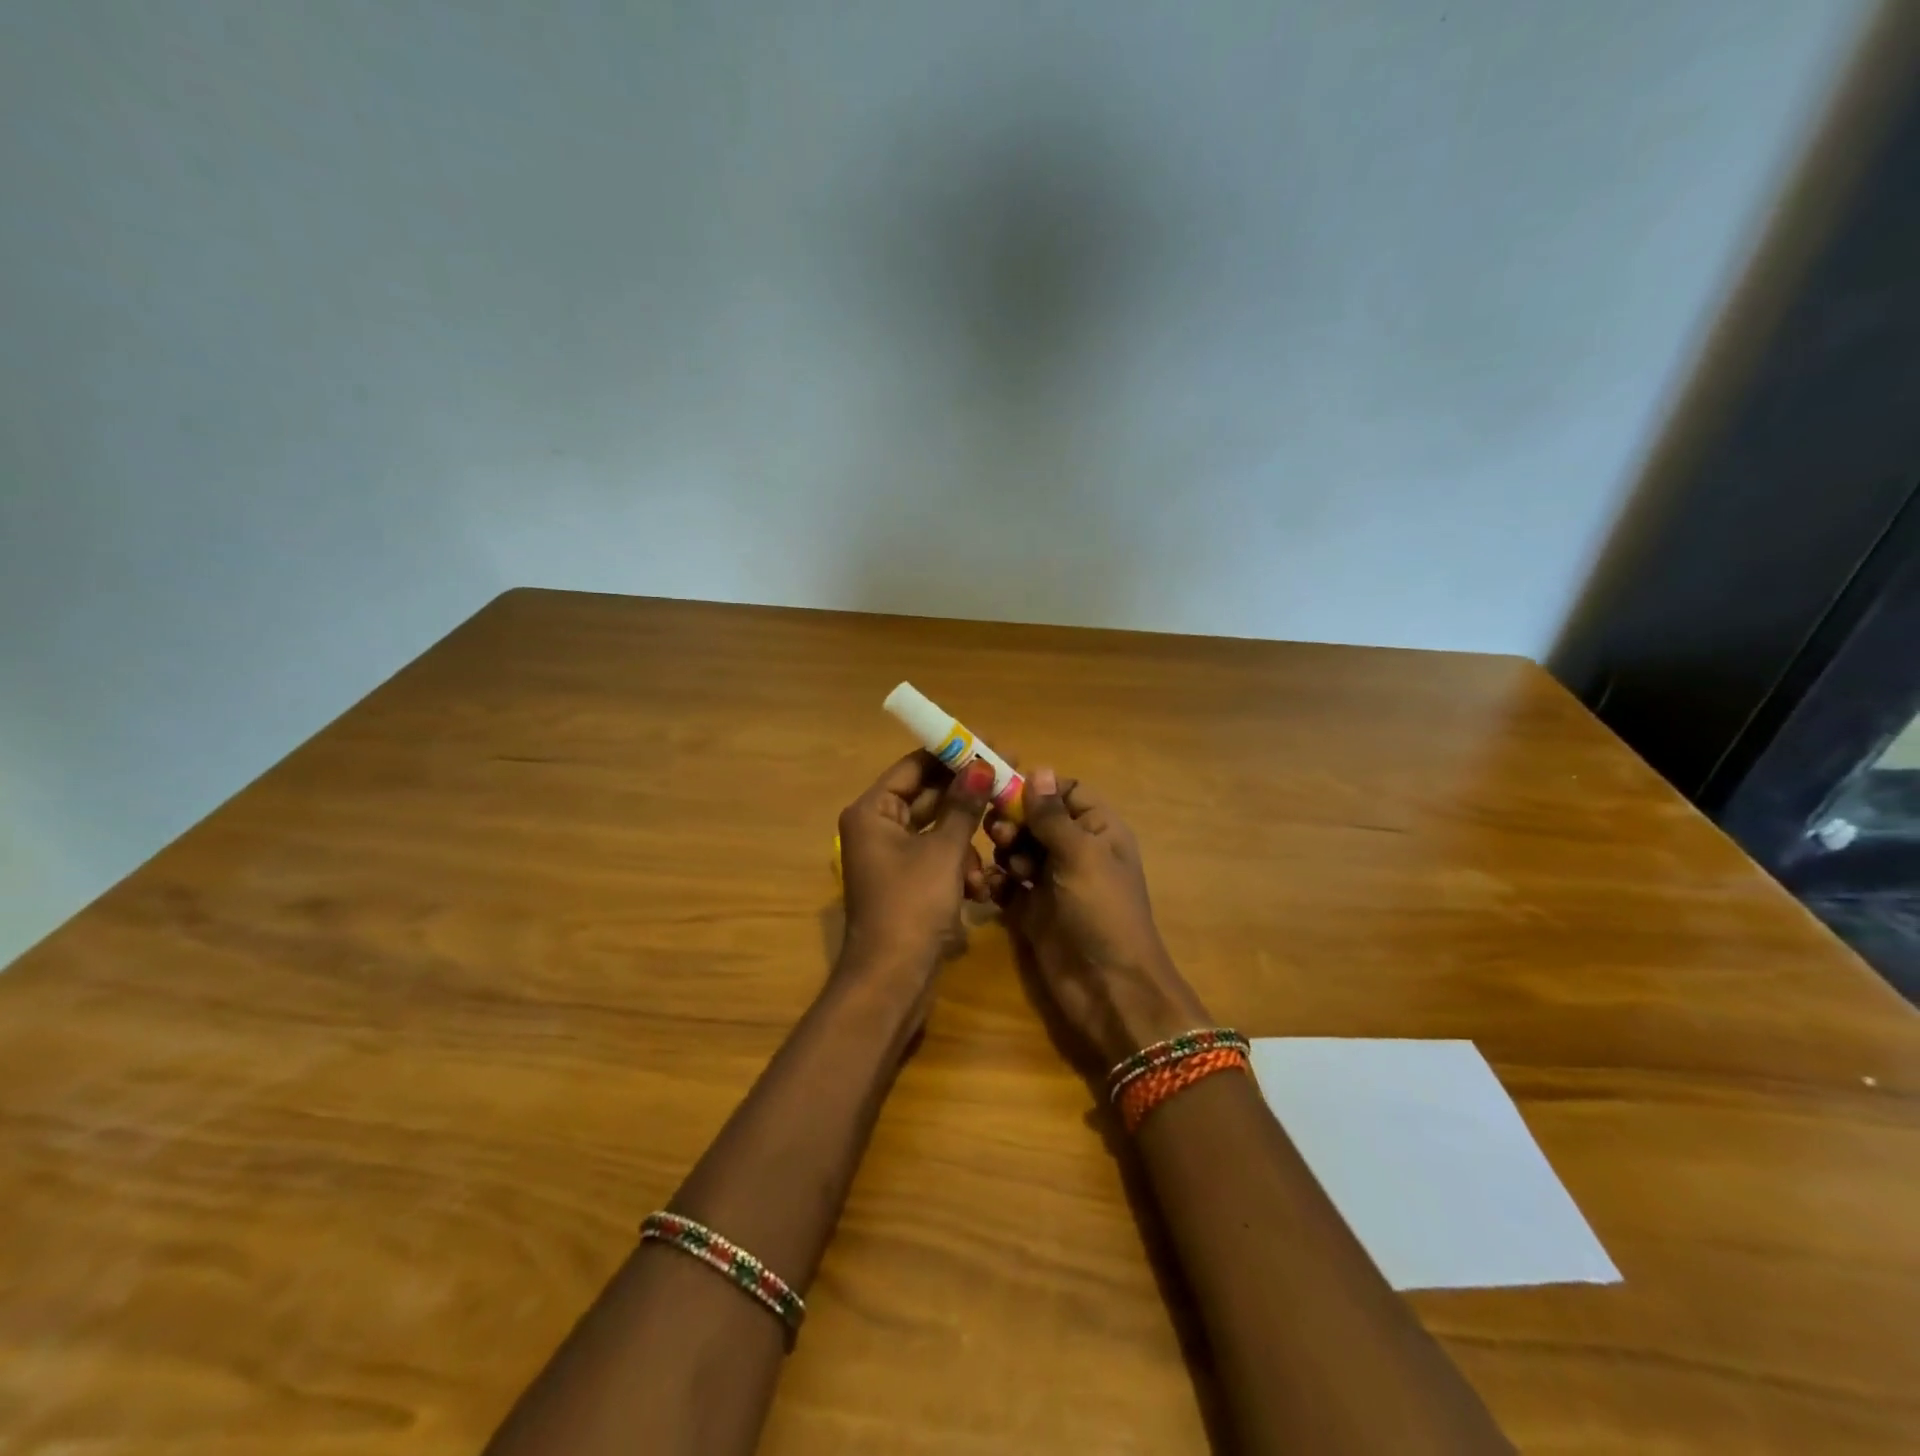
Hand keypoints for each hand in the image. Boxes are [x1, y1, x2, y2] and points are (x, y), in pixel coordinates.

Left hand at [837, 750, 994, 993]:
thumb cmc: (912, 906)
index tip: (989, 742)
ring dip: (966, 842)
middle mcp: (877, 829)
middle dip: (967, 797)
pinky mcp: (907, 884)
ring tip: (992, 850)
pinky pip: (937, 859)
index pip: (914, 766)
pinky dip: (959, 867)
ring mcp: (891, 858)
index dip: (952, 753)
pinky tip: (979, 888)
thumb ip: (963, 804)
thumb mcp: (944, 851)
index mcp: (873, 812)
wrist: (893, 981)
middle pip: (928, 797)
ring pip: (938, 831)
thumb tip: (981, 763)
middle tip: (1008, 780)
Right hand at [987, 767, 1210, 1069]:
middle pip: (1036, 819)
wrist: (1108, 988)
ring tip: (1006, 867)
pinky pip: (1007, 884)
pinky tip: (989, 886)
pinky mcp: (1031, 910)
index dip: (1038, 788)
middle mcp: (1075, 851)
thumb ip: (1053, 815)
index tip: (1004, 787)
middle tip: (1000, 833)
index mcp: (1098, 830)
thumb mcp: (1081, 855)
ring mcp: (1052, 882)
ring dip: (1005, 850)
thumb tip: (1039, 769)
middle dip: (1015, 821)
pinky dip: (996, 881)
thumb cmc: (1102, 911)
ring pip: (1019, 849)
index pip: (1066, 792)